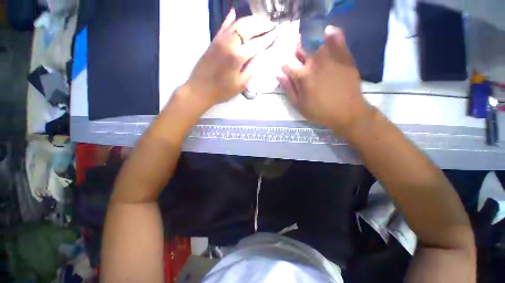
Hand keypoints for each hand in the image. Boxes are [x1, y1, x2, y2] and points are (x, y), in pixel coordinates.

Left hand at [185, 9, 276, 107]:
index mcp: (237, 56)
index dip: (267, 39)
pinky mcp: (213, 41)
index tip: (275, 35)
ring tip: (259, 20)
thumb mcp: (241, 84)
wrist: (200, 89)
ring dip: (250, 20)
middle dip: (261, 25)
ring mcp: (220, 40)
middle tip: (270, 25)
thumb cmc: (222, 90)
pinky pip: (223, 26)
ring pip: (237, 24)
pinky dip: (230, 19)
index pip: (257, 44)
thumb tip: (261, 56)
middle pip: (248, 28)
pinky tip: (234, 12)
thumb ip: (252, 69)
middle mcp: (229, 43)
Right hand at [277, 26, 373, 135]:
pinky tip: (327, 33)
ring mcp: (331, 57)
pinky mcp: (344, 57)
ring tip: (311, 51)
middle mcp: (315, 62)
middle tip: (297, 58)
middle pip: (301, 50)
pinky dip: (331, 34)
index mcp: (302, 76)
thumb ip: (288, 89)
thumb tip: (278, 74)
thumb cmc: (319, 111)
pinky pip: (337, 39)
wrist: (347, 112)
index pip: (287, 64)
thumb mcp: (299, 105)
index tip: (284, 68)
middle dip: (296, 53)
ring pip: (317, 44)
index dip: (284, 65)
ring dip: (311, 46)